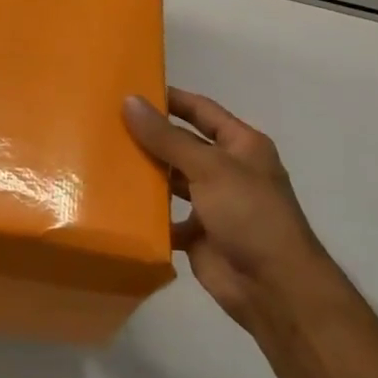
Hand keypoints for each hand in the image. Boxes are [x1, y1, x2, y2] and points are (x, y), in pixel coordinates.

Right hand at [122, 88, 328, 325]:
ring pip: (171, 180)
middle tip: (106, 124)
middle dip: (150, 136)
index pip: (201, 111)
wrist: (274, 287)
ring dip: (145, 173)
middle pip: (182, 145)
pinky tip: (115, 203)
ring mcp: (212, 203)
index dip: (171, 99)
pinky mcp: (198, 234)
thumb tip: (129, 101)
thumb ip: (167, 137)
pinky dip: (146, 213)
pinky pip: (165, 217)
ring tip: (104, 159)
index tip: (132, 89)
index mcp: (241, 146)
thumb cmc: (250, 215)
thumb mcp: (209, 168)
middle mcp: (227, 170)